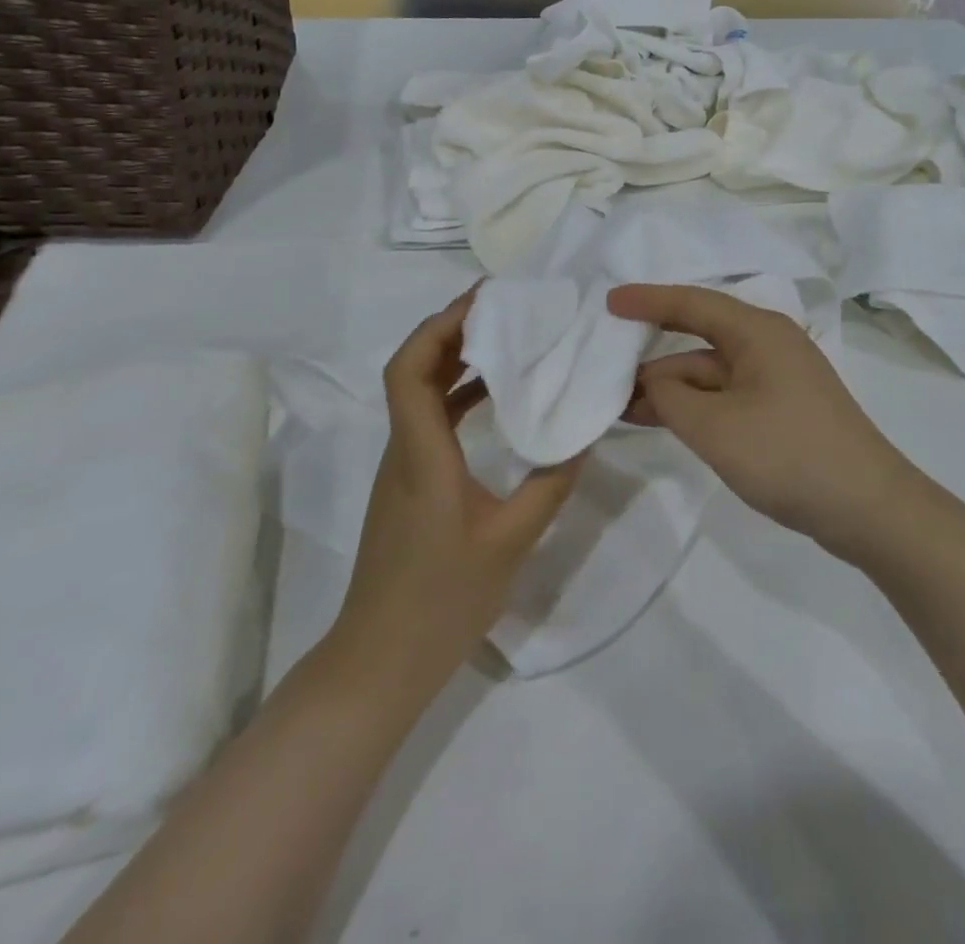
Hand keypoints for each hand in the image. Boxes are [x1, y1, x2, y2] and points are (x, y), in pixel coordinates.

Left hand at [328, 290, 579, 700]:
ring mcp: (401, 467)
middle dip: (451, 331)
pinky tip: (495, 399)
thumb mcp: (511, 541)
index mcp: (421, 454)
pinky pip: (430, 421)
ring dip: (454, 360)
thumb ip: (550, 484)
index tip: (482, 302)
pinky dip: (458, 396)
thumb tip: (584, 435)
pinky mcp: (408, 484)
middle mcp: (403, 449)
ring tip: (506, 340)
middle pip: (412, 370)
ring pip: (419, 394)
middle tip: (504, 311)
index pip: (409, 370)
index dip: (438, 327)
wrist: (380, 662)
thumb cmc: (442, 600)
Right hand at [607, 284, 918, 561]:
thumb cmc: (788, 455)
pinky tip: (664, 421)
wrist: (869, 508)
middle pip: (698, 338)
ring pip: (710, 372)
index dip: (647, 301)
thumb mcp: (715, 427)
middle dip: (653, 356)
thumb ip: (671, 397)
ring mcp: (777, 378)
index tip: (608, 303)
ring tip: (621, 407)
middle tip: (605, 369)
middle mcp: (768, 344)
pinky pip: (725, 395)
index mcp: (758, 331)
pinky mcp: (781, 409)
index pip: (691, 303)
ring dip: (671, 388)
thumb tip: (654, 381)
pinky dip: (694, 406)